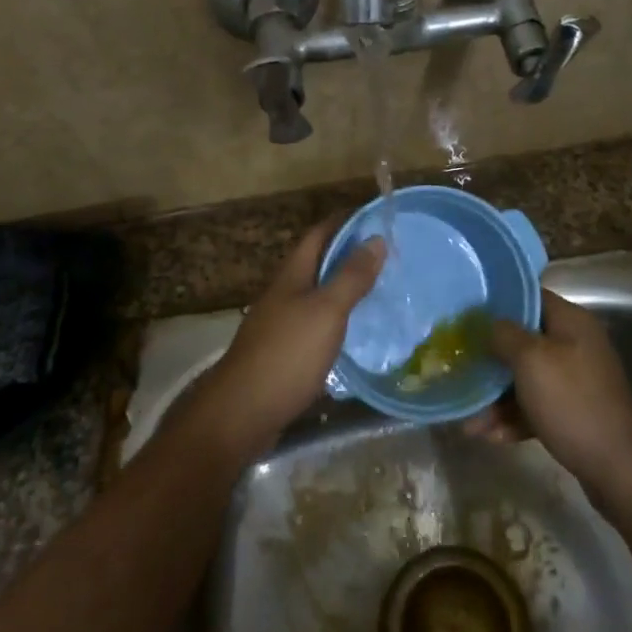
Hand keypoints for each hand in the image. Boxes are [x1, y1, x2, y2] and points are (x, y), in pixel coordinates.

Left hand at [182, 221, 385, 458]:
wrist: (242, 413)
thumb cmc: (287, 354)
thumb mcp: (326, 311)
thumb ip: (351, 276)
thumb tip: (376, 238)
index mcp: (292, 275)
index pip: (319, 234)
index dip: (345, 221)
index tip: (377, 218)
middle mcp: (284, 293)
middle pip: (317, 263)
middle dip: (349, 255)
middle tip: (389, 256)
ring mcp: (280, 324)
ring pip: (317, 295)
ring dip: (344, 288)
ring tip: (381, 290)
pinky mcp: (283, 353)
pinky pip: (315, 325)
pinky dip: (338, 320)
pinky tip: (357, 333)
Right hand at [465, 289, 631, 490]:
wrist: (617, 468)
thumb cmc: (571, 402)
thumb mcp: (531, 361)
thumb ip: (504, 335)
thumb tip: (488, 324)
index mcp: (571, 322)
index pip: (530, 297)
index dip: (498, 303)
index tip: (467, 315)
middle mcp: (575, 344)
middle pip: (524, 340)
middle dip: (491, 358)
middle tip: (461, 368)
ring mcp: (576, 379)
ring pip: (526, 377)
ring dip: (497, 397)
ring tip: (470, 421)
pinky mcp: (574, 411)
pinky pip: (537, 405)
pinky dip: (514, 417)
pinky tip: (491, 436)